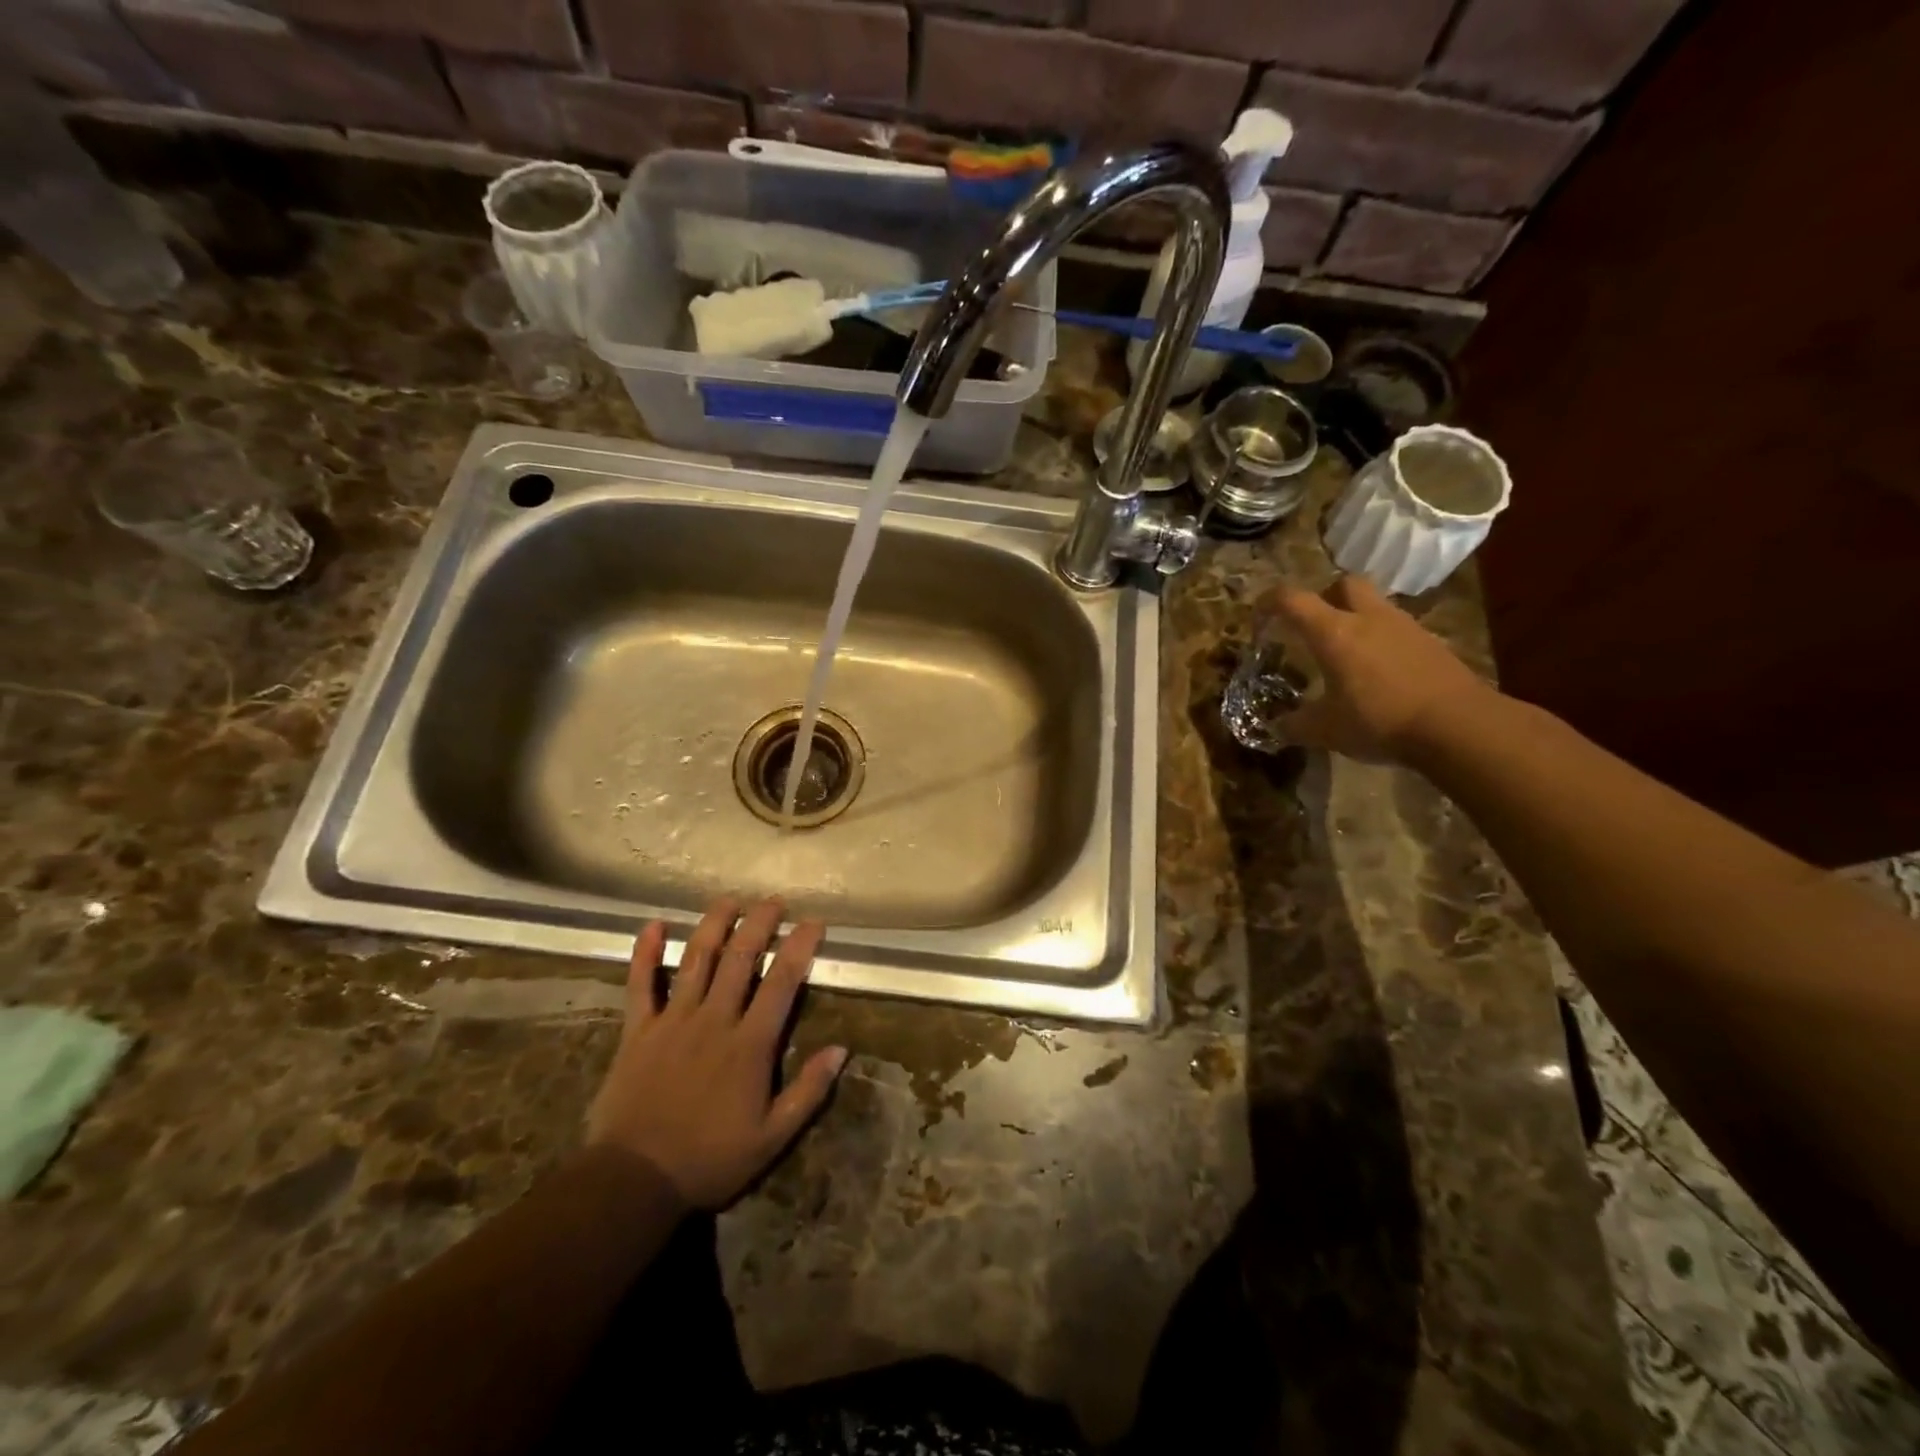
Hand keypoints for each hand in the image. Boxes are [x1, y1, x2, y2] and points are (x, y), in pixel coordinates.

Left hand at [586, 897, 847, 1209]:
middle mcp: (714, 1020)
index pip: (781, 983)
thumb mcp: (772, 1138)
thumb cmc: (709, 1160)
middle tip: (773, 900)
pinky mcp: (638, 1031)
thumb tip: (842, 1050)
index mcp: (750, 1044)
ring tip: (729, 899)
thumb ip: (808, 1091)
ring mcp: (673, 1021)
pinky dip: (645, 954)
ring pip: (696, 960)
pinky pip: (641, 985)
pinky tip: (652, 925)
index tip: (813, 922)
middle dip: (759, 923)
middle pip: (740, 958)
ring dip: (714, 924)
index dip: (799, 947)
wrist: (633, 1181)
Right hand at [1265, 574, 1492, 762]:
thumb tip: (1276, 726)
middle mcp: (1368, 619)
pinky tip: (1379, 671)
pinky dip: (1382, 640)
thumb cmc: (1379, 721)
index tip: (1259, 615)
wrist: (1459, 726)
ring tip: (1346, 652)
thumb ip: (1295, 725)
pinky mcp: (1431, 643)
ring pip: (1374, 605)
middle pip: (1343, 584)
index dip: (1270, 601)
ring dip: (1356, 618)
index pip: (1293, 599)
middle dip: (1324, 597)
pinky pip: (1397, 629)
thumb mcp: (1325, 731)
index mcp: (1333, 632)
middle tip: (1313, 624)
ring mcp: (1405, 627)